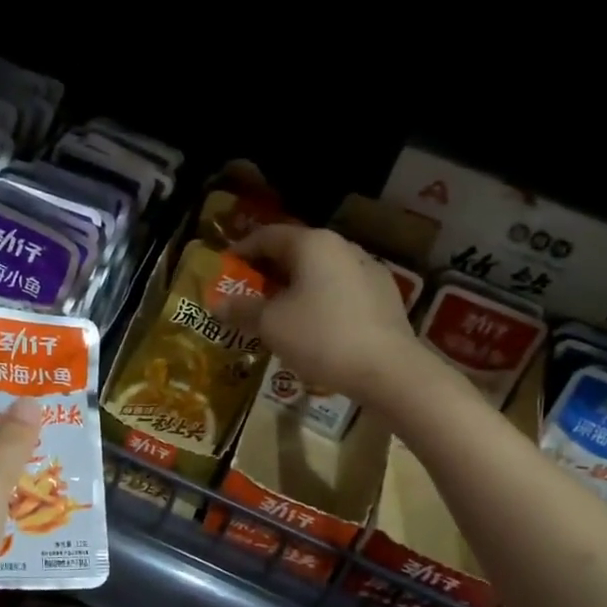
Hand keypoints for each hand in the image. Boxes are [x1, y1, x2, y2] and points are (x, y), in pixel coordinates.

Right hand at [218, 225, 421, 404]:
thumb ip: (242, 310)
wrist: (389, 370)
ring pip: (320, 270)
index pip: (267, 236)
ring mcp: (368, 269)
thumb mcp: (271, 325)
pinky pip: (341, 289)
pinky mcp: (384, 295)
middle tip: (247, 293)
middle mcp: (343, 247)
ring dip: (295, 286)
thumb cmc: (322, 337)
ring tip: (278, 311)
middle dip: (268, 271)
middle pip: (296, 250)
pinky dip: (320, 299)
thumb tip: (217, 305)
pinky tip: (314, 325)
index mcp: (313, 243)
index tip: (225, 270)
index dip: (241, 251)